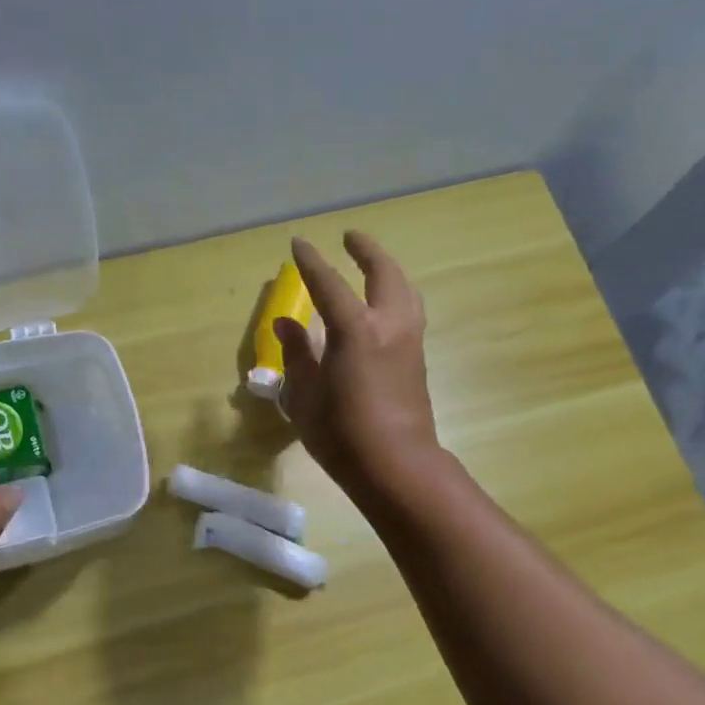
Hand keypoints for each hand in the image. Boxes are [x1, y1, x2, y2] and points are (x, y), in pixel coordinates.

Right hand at [276, 231, 441, 497]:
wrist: (397, 466)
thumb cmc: (342, 433)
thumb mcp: (306, 395)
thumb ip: (297, 353)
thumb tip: (286, 324)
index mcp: (356, 329)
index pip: (329, 284)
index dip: (311, 262)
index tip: (298, 243)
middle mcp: (389, 325)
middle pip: (384, 273)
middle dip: (367, 251)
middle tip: (351, 238)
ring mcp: (409, 341)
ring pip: (405, 290)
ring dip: (388, 270)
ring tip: (373, 267)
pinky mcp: (418, 360)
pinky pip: (409, 311)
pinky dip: (396, 294)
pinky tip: (384, 306)